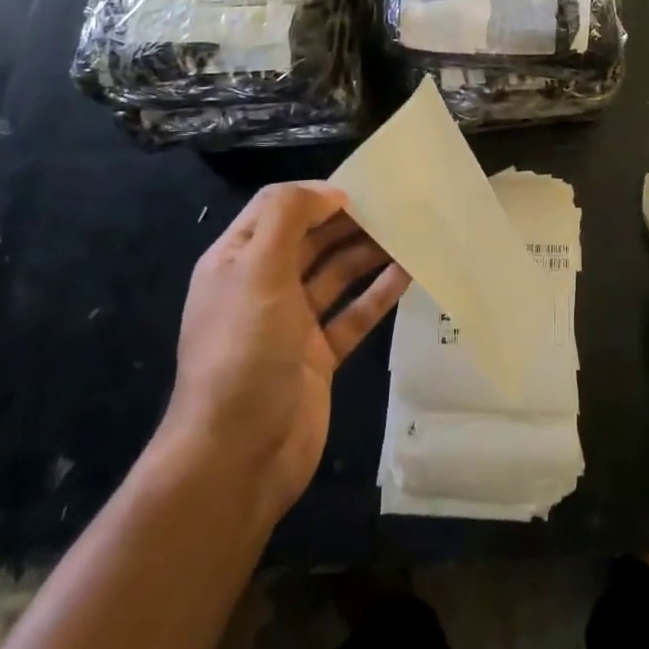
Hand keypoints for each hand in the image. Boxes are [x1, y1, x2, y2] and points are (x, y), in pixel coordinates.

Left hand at [163, 183, 409, 516]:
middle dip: (350, 222)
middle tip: (398, 207)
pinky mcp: (319, 356)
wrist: (237, 457)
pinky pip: (353, 314)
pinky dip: (378, 293)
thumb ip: (289, 218)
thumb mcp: (257, 271)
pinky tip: (409, 274)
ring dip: (369, 253)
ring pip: (336, 275)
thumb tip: (330, 193)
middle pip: (311, 240)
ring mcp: (291, 324)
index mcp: (236, 262)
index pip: (277, 209)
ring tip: (411, 234)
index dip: (316, 196)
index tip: (361, 191)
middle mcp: (262, 287)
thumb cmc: (244, 351)